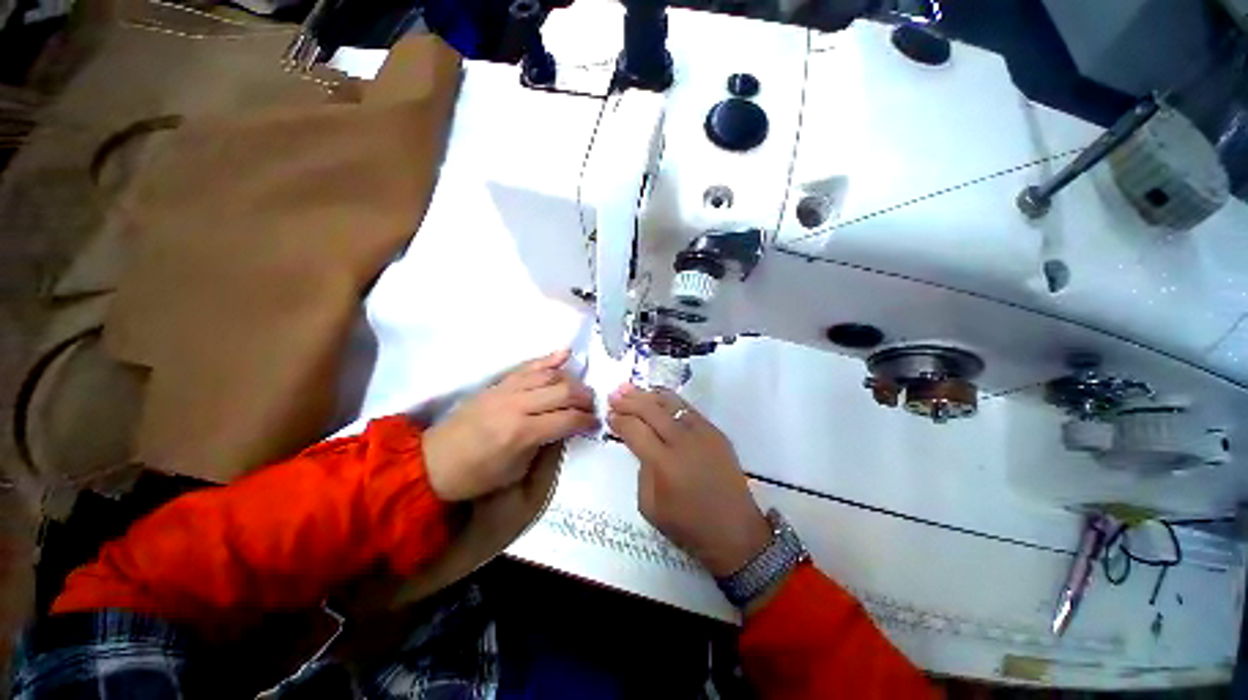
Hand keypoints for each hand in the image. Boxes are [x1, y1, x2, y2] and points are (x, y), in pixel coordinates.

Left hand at [423, 350, 597, 500]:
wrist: (434, 462)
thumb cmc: (477, 475)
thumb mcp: (517, 470)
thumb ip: (546, 446)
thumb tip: (566, 427)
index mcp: (523, 432)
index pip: (568, 419)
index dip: (587, 420)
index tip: (596, 423)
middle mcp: (518, 404)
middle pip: (564, 390)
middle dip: (585, 397)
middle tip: (593, 405)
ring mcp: (507, 390)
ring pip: (549, 375)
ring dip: (572, 379)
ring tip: (582, 388)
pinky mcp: (499, 383)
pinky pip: (528, 366)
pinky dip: (549, 359)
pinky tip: (565, 354)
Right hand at [607, 384, 770, 576]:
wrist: (735, 531)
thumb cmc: (688, 525)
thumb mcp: (650, 506)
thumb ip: (641, 470)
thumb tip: (641, 446)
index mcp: (664, 463)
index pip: (635, 430)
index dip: (619, 420)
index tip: (609, 414)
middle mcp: (683, 441)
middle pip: (651, 410)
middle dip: (629, 401)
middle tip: (613, 394)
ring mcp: (702, 433)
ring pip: (670, 403)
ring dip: (648, 394)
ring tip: (631, 388)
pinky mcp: (715, 431)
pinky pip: (688, 408)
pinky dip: (669, 399)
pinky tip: (658, 396)